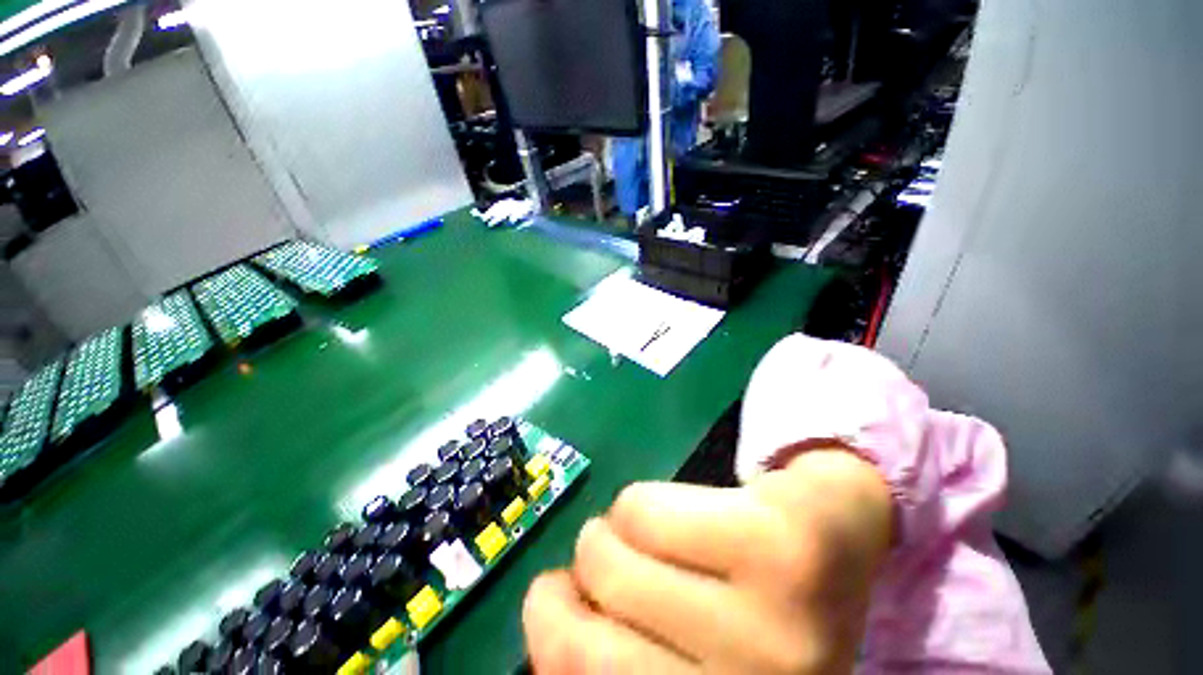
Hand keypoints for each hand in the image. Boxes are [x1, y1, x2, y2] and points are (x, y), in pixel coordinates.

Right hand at [522, 449, 892, 673]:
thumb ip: (625, 651)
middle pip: (588, 633)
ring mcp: (774, 629)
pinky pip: (644, 511)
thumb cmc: (755, 601)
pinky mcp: (775, 545)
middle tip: (605, 547)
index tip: (554, 598)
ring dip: (611, 529)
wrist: (842, 534)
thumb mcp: (691, 646)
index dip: (550, 637)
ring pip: (609, 553)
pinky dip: (639, 504)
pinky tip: (676, 511)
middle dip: (583, 570)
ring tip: (647, 526)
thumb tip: (547, 616)